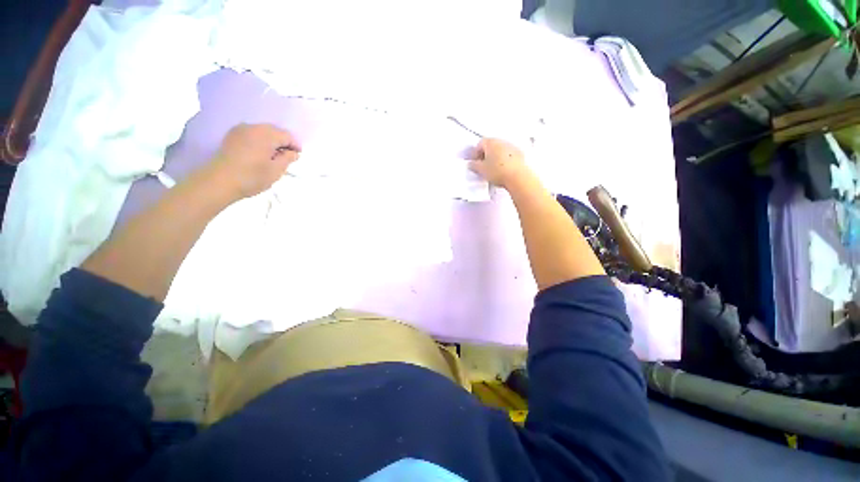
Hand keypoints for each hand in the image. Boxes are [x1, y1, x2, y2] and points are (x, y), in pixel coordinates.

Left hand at [206, 123, 300, 199]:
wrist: (219, 181)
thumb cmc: (252, 176)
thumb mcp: (276, 170)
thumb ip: (287, 159)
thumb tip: (293, 152)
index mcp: (267, 134)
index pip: (287, 136)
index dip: (295, 146)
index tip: (297, 157)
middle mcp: (253, 127)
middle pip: (274, 131)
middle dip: (283, 142)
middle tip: (286, 157)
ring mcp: (240, 130)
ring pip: (262, 132)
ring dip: (270, 142)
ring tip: (273, 156)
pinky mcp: (231, 136)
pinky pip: (251, 134)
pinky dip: (259, 141)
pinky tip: (259, 153)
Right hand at [468, 138, 530, 188]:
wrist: (517, 177)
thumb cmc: (498, 171)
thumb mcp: (481, 170)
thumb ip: (473, 165)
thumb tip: (471, 164)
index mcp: (490, 142)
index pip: (479, 144)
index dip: (475, 154)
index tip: (475, 162)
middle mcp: (501, 141)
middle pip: (490, 146)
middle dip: (486, 155)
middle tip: (483, 166)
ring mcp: (512, 147)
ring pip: (500, 150)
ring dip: (495, 158)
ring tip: (493, 170)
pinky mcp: (519, 154)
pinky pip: (509, 156)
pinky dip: (504, 161)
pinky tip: (503, 170)